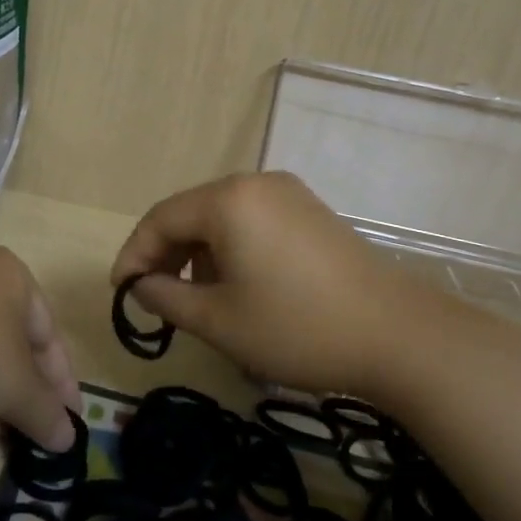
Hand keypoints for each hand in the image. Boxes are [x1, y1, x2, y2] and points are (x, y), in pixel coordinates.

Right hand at [110, 172, 512, 401]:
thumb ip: (167, 298)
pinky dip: (232, 250)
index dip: (134, 255)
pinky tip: (238, 285)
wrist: (400, 336)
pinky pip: (253, 222)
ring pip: (222, 218)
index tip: (121, 292)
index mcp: (228, 200)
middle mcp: (256, 184)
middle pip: (191, 213)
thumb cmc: (297, 328)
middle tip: (154, 297)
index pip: (160, 219)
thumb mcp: (219, 321)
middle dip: (166, 255)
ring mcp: (289, 195)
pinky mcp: (311, 212)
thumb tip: (141, 286)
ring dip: (199, 254)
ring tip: (198, 299)